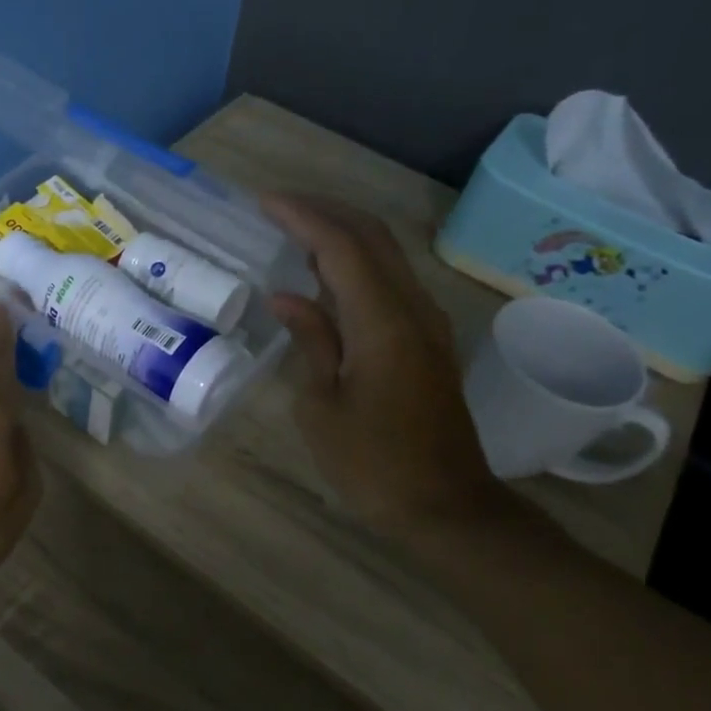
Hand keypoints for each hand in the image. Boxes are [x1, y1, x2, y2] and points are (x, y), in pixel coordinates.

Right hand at [263, 195, 503, 532]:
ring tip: (296, 232)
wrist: (446, 508)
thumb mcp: (322, 407)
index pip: (341, 247)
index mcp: (382, 323)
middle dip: (325, 211)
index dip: (303, 217)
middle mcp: (412, 309)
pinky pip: (392, 281)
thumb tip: (287, 296)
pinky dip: (358, 263)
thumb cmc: (373, 465)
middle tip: (278, 208)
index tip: (264, 202)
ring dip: (343, 233)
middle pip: (372, 237)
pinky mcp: (429, 340)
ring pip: (386, 255)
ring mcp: (427, 323)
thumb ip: (310, 341)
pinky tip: (327, 276)